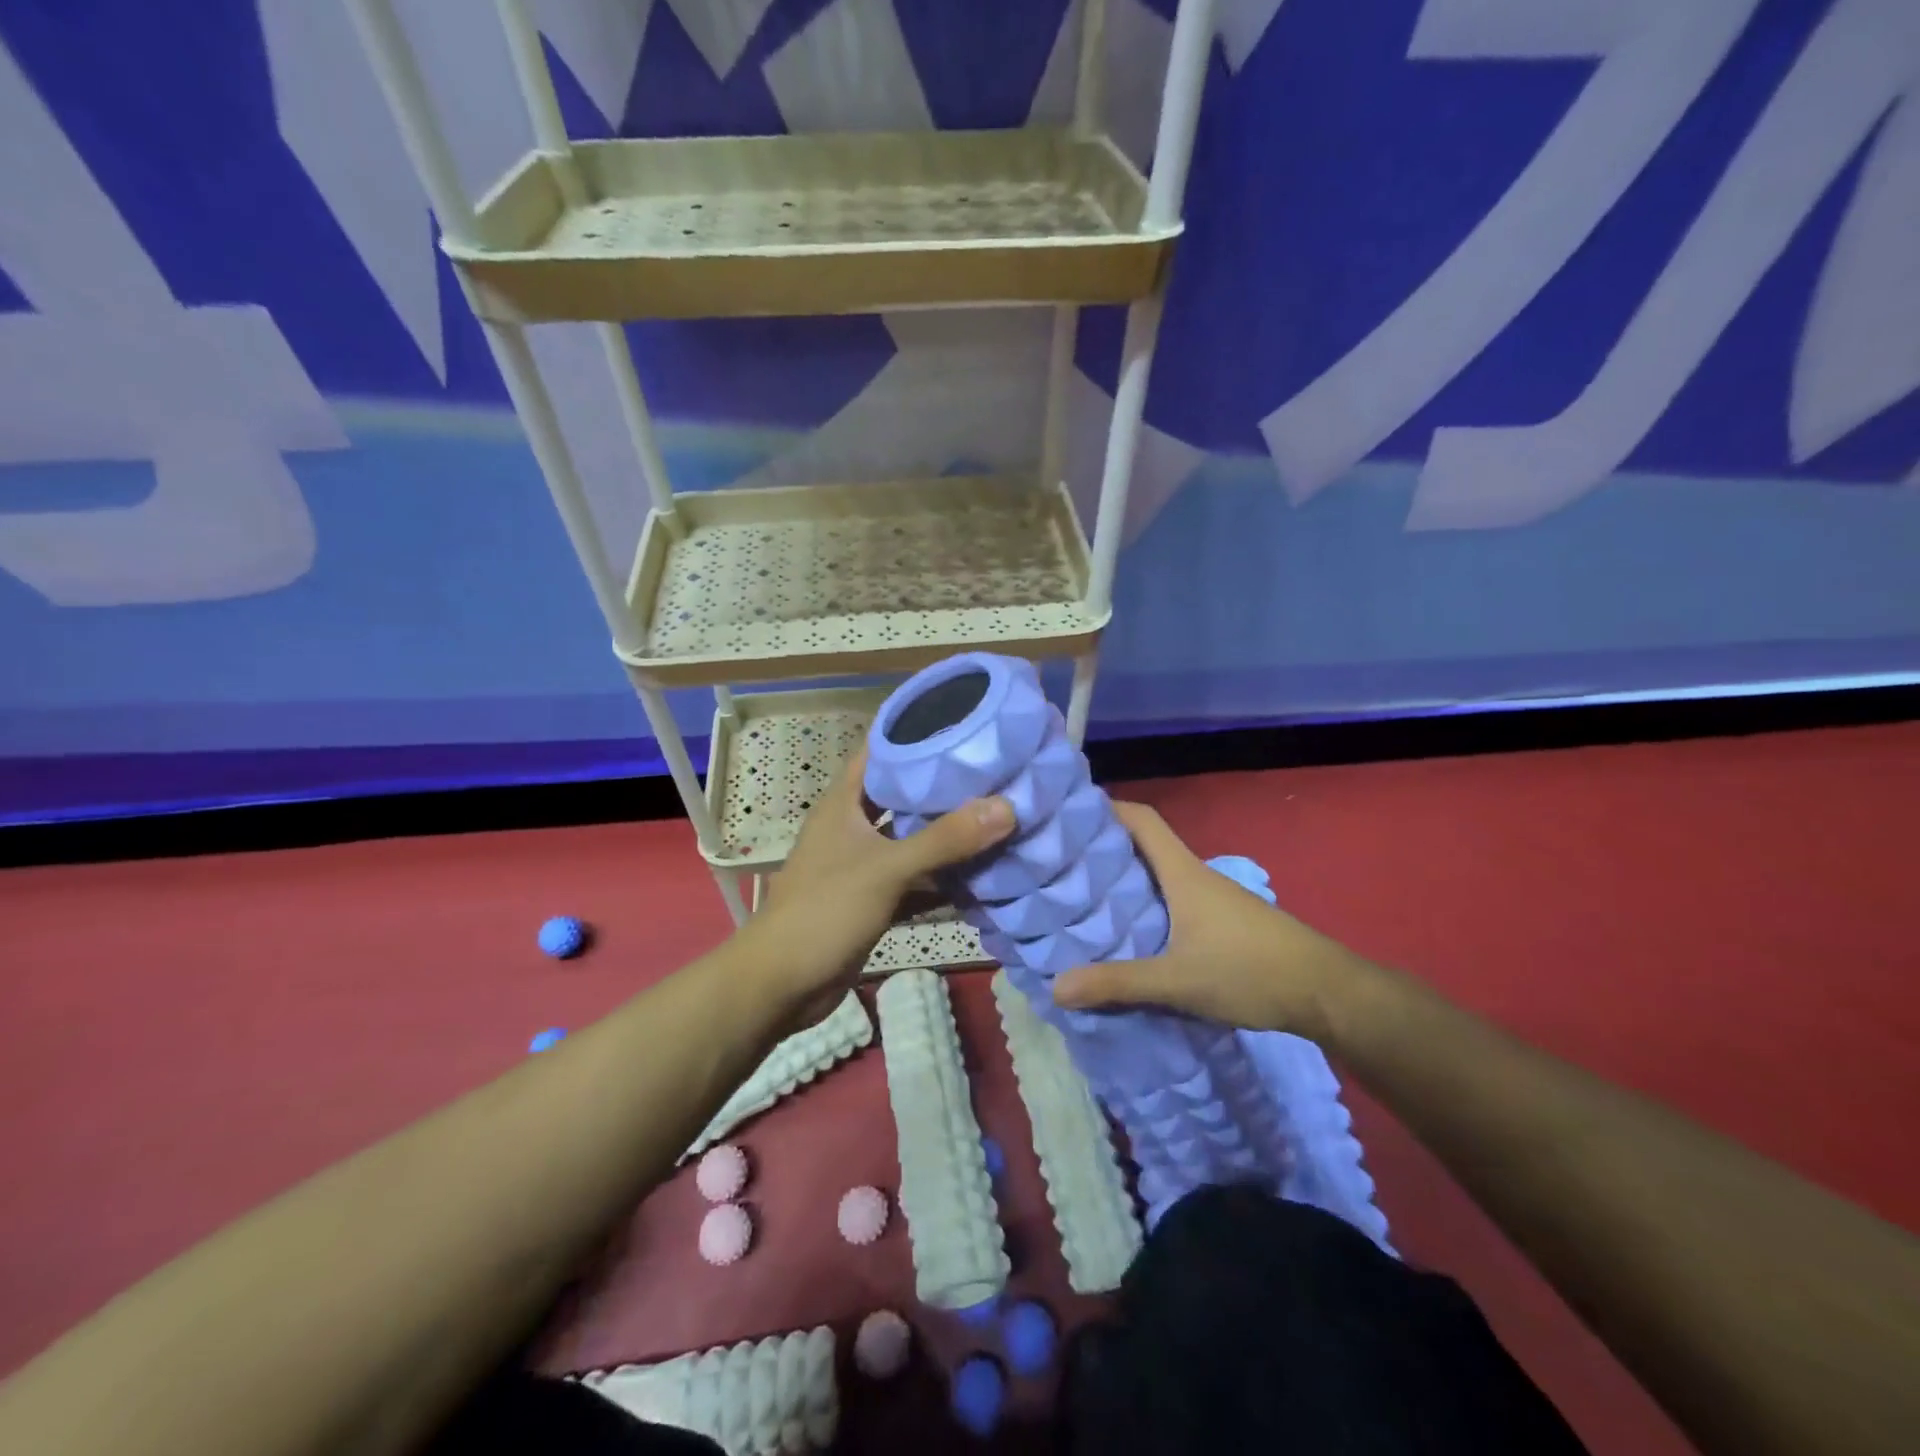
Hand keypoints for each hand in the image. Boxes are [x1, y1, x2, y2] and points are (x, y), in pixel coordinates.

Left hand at [747, 745, 1014, 1025]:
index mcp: (844, 803)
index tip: (963, 721)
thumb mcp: (887, 868)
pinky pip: (914, 881)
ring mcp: (862, 865)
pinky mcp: (872, 900)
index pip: (879, 751)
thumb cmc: (826, 910)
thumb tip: (1006, 807)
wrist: (782, 984)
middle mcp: (852, 826)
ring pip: (911, 840)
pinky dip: (941, 880)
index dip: (915, 733)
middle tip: (995, 772)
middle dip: (943, 787)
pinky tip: (980, 875)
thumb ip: (945, 839)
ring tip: (997, 816)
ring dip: (946, 836)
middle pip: (902, 795)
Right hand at [1050, 802, 1366, 1039]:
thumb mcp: (1178, 981)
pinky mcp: (1223, 921)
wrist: (1327, 992)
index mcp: (1183, 872)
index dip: (1106, 808)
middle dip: (1104, 849)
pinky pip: (1173, 899)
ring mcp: (1213, 898)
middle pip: (1144, 845)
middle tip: (1062, 864)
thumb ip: (1118, 983)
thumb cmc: (1251, 971)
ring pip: (1159, 875)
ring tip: (1085, 899)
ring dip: (1125, 880)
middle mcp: (1196, 875)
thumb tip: (1056, 986)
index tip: (1068, 816)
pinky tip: (1133, 934)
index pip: (1142, 819)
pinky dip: (1147, 904)